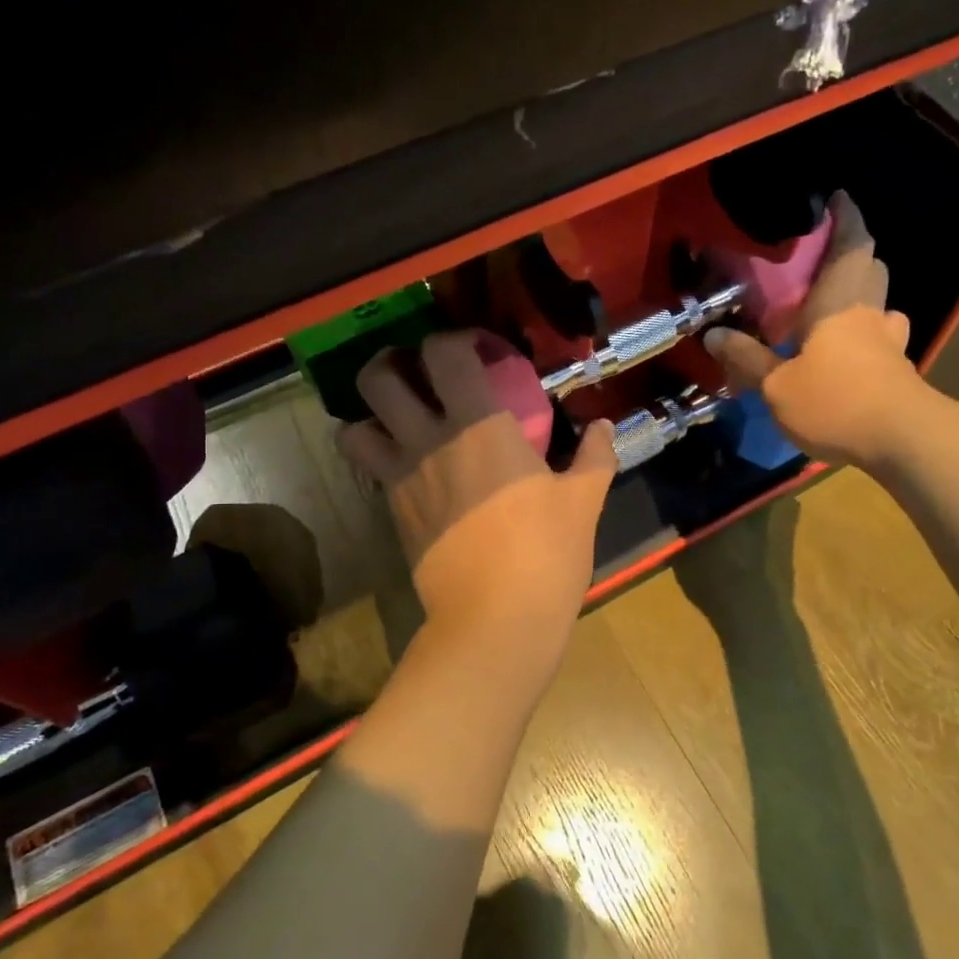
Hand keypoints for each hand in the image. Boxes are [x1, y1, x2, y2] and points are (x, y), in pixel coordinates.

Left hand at [338, 331, 617, 646]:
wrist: (495, 619)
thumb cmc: (546, 551)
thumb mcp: (582, 500)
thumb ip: (594, 455)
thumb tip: (604, 427)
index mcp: (477, 423)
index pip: (444, 352)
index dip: (454, 340)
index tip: (475, 350)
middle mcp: (428, 439)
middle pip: (379, 378)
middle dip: (391, 363)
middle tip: (418, 373)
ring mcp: (401, 477)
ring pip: (354, 427)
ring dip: (370, 415)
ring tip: (398, 419)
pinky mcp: (391, 513)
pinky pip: (368, 471)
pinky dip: (378, 458)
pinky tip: (409, 467)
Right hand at [703, 191, 933, 469]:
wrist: (902, 440)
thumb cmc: (835, 401)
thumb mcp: (776, 385)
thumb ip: (746, 359)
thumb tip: (712, 333)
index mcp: (838, 303)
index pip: (850, 245)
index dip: (846, 218)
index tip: (837, 198)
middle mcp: (868, 313)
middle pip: (870, 269)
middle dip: (852, 255)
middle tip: (821, 260)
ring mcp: (888, 342)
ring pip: (881, 304)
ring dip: (862, 296)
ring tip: (834, 305)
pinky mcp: (896, 369)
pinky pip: (882, 338)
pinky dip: (868, 333)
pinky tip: (851, 350)